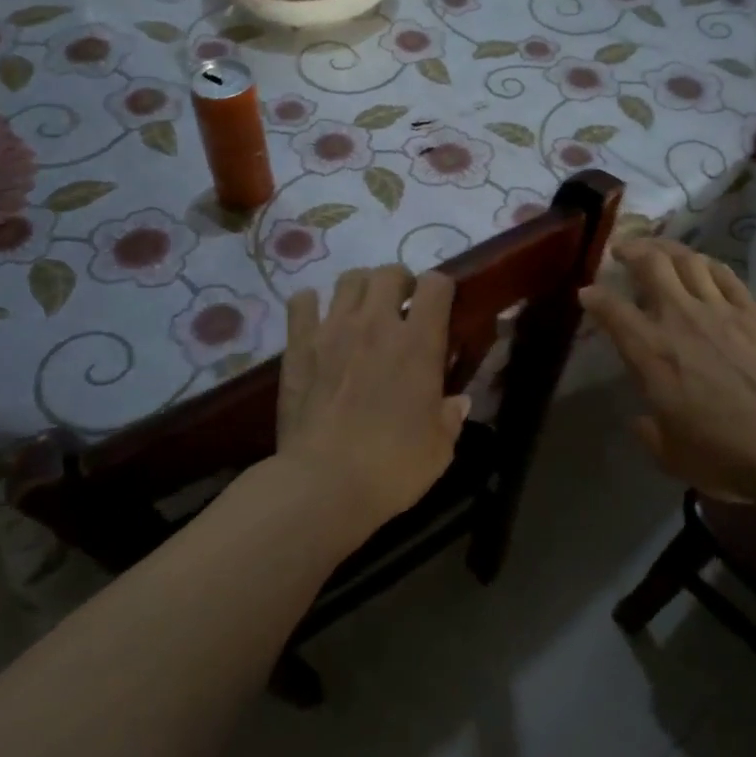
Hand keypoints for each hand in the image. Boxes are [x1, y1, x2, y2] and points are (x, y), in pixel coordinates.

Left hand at [277, 265, 469, 534]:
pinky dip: (312, 305)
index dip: (441, 289)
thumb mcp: (439, 448)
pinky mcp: (298, 346)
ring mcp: (333, 330)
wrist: (323, 485)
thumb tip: (457, 402)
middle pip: (389, 271)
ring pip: (349, 279)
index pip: (436, 284)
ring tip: (362, 312)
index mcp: (419, 343)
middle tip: (400, 309)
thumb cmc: (392, 467)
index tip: (440, 308)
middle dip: (400, 283)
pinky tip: (318, 322)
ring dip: (361, 289)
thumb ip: (450, 417)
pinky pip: (302, 302)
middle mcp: (376, 324)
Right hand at [579, 239, 755, 504]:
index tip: (587, 292)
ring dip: (668, 248)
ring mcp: (718, 310)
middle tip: (622, 250)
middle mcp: (678, 319)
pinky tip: (702, 265)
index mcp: (649, 352)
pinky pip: (725, 275)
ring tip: (658, 249)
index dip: (594, 297)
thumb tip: (642, 421)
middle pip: (651, 265)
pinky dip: (708, 264)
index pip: (611, 311)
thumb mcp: (671, 455)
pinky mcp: (753, 312)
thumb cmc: (722, 453)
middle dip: (631, 250)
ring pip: (688, 261)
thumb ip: (651, 433)